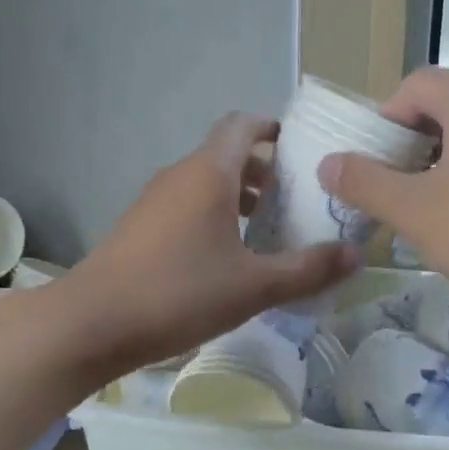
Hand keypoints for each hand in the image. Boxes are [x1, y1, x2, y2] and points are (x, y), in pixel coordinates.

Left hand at [27, 113, 357, 382]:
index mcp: (208, 174)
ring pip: (205, 185)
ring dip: (238, 199)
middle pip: (226, 156)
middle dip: (264, 172)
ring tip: (268, 233)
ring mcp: (153, 202)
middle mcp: (179, 177)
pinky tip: (227, 260)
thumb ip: (307, 270)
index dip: (272, 128)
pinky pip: (186, 208)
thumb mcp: (253, 286)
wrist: (91, 323)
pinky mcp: (139, 228)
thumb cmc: (178, 293)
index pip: (242, 126)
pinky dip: (213, 218)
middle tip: (297, 201)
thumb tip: (356, 255)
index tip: (301, 149)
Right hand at [317, 67, 448, 312]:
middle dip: (405, 144)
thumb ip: (364, 182)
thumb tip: (328, 164)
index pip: (413, 86)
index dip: (381, 121)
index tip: (368, 166)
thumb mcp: (413, 210)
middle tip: (387, 187)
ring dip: (433, 164)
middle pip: (440, 106)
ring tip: (418, 208)